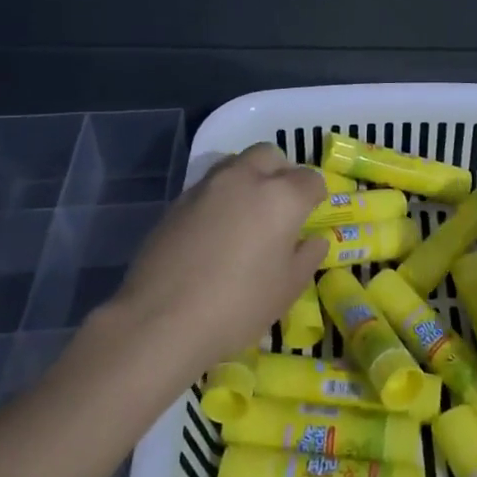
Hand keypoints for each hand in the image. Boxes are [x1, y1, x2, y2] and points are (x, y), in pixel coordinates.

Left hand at [106, 143, 327, 383]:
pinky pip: (208, 187)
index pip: (310, 179)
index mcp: (281, 197)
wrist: (162, 320)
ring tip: (247, 214)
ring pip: (235, 164)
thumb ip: (307, 257)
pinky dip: (220, 198)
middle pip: (269, 155)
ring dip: (248, 178)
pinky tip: (215, 231)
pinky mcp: (177, 202)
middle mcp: (245, 179)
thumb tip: (314, 240)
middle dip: (280, 172)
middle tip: (281, 205)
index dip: (315, 195)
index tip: (311, 215)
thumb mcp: (287, 289)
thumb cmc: (238, 306)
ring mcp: (207, 187)